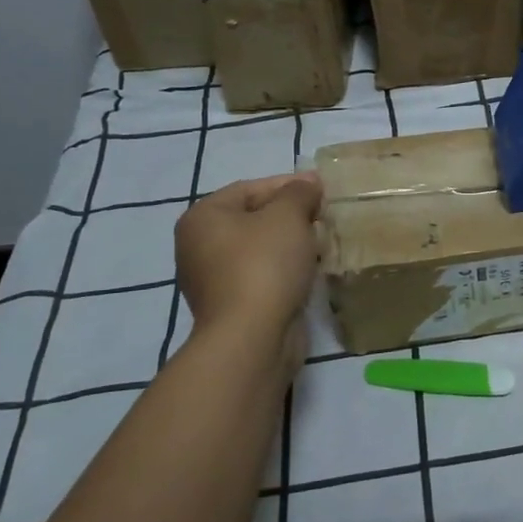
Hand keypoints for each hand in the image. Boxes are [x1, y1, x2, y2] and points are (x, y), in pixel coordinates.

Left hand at [175, 173, 322, 368]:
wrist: (253, 338)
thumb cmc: (264, 264)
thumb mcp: (288, 215)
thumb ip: (299, 192)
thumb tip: (309, 183)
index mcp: (203, 218)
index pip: (250, 188)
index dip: (289, 185)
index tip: (322, 190)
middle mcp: (199, 246)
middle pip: (254, 218)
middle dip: (291, 215)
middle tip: (324, 216)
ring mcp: (212, 280)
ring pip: (260, 249)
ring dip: (291, 244)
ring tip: (322, 242)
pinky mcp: (231, 306)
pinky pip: (262, 275)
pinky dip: (285, 269)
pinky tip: (310, 270)